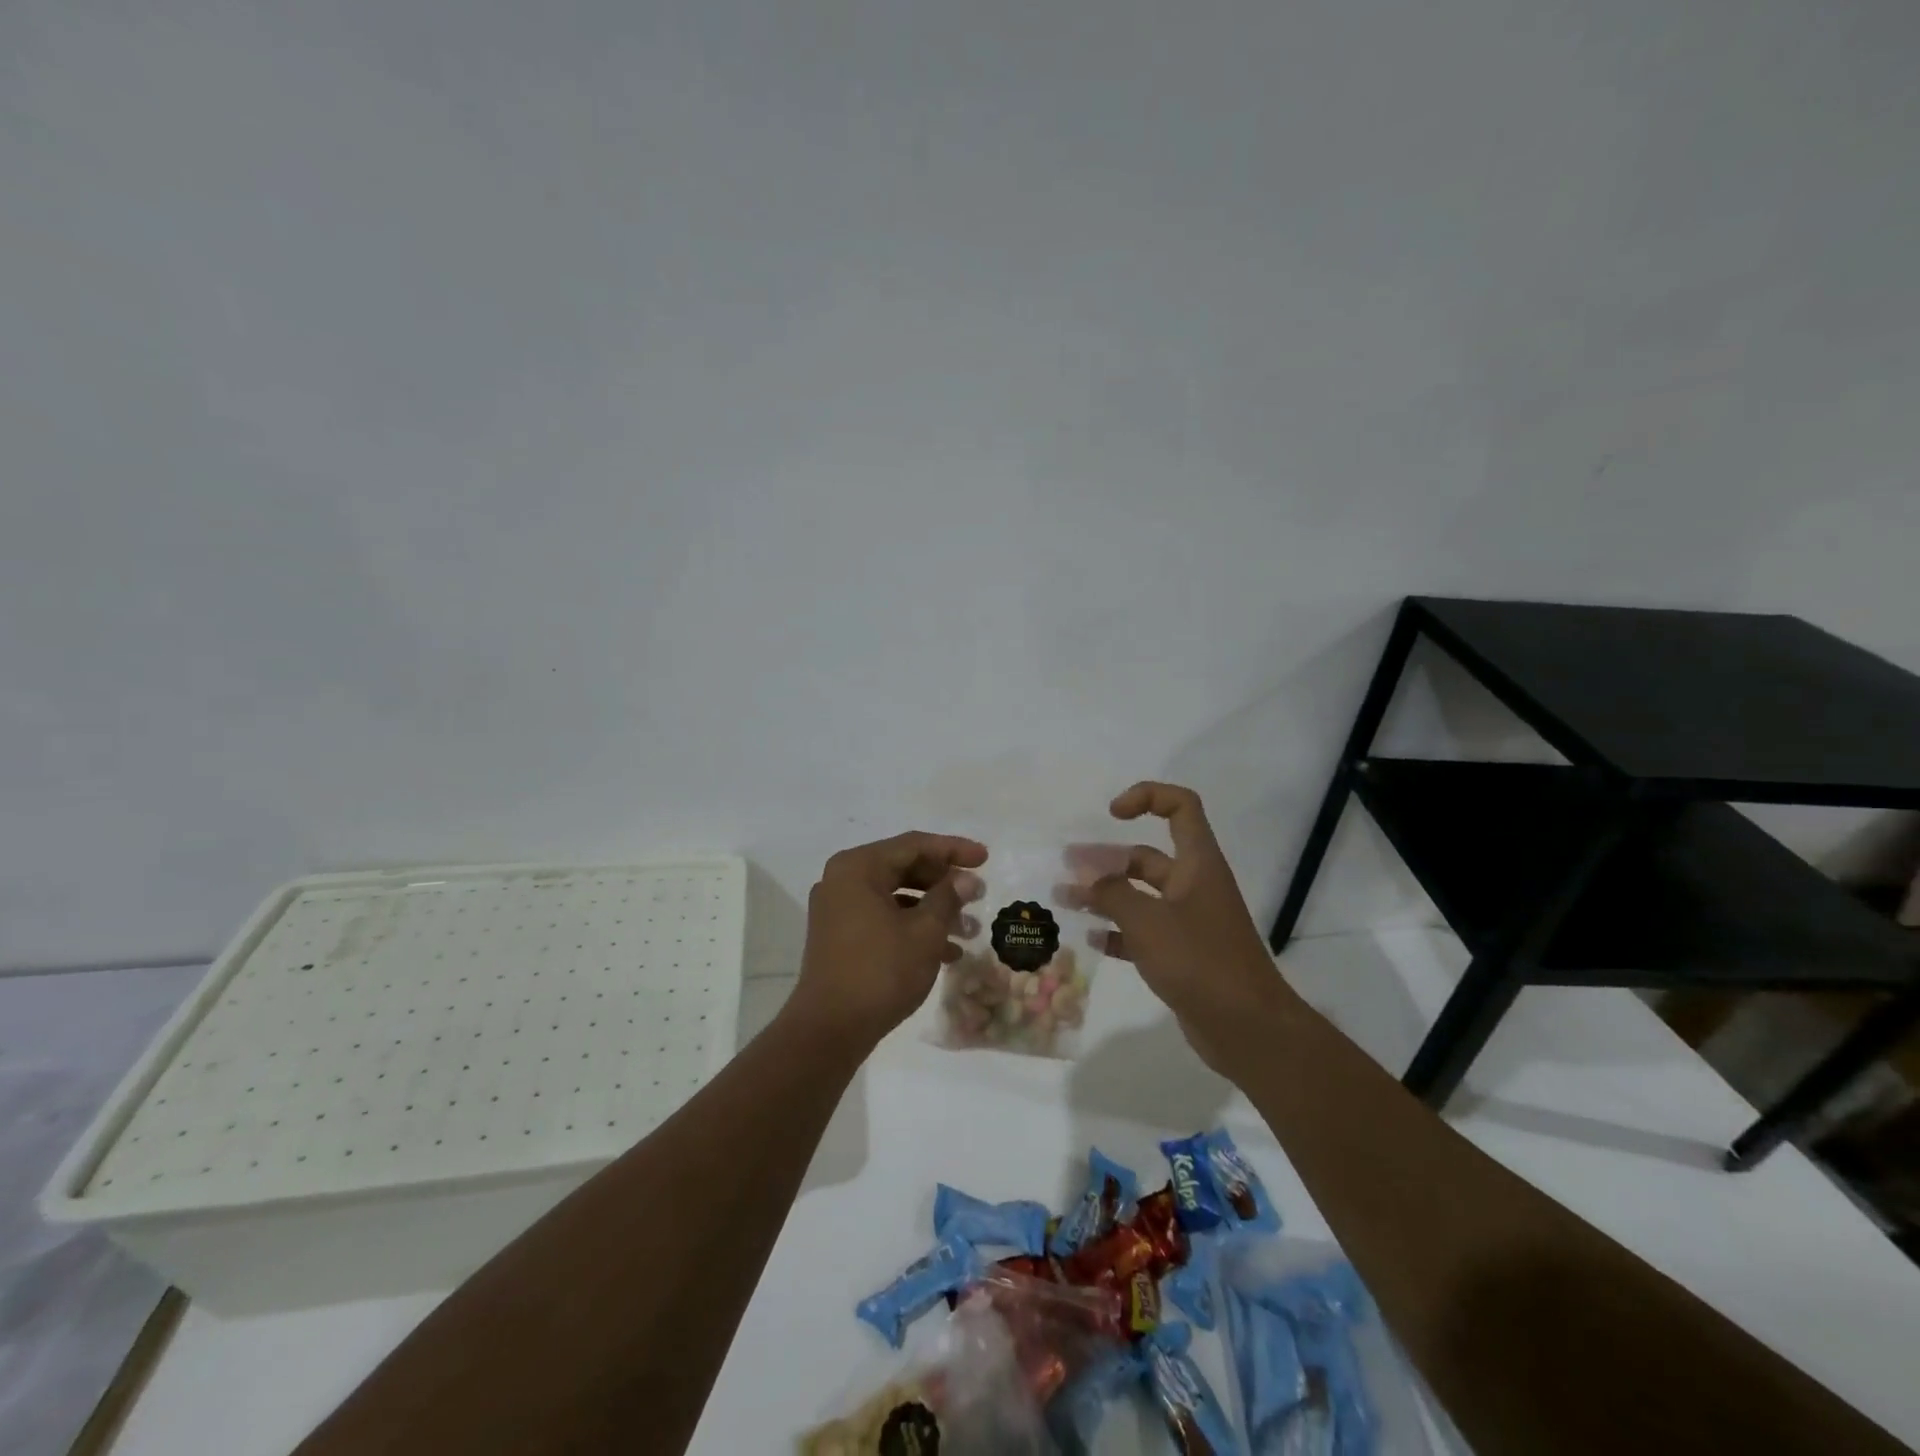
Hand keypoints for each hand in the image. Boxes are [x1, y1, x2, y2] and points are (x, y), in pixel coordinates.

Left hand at [786, 832, 986, 1051]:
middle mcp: (843, 880)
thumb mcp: (924, 932)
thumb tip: (967, 880)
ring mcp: (838, 909)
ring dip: (933, 910)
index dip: (953, 850)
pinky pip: (883, 918)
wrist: (829, 1029)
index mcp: (859, 867)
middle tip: (978, 895)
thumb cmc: (880, 971)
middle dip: (944, 883)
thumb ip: (948, 898)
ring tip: (970, 930)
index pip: (914, 845)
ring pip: (896, 896)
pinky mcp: (840, 936)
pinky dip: (913, 928)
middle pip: (904, 868)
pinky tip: (947, 953)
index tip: (985, 858)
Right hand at [1072, 783, 1298, 1071]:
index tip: (1112, 814)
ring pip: (1140, 896)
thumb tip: (1083, 872)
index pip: (1180, 807)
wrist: (1248, 1029)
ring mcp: (1189, 922)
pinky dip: (1117, 931)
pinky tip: (1090, 939)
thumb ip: (1111, 892)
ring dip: (1104, 895)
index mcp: (1198, 864)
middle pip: (1147, 857)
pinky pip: (1143, 932)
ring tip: (1064, 900)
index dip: (1147, 798)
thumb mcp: (1147, 921)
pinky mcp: (1182, 955)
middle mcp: (1194, 886)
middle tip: (1067, 867)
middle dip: (1106, 858)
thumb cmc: (1200, 962)